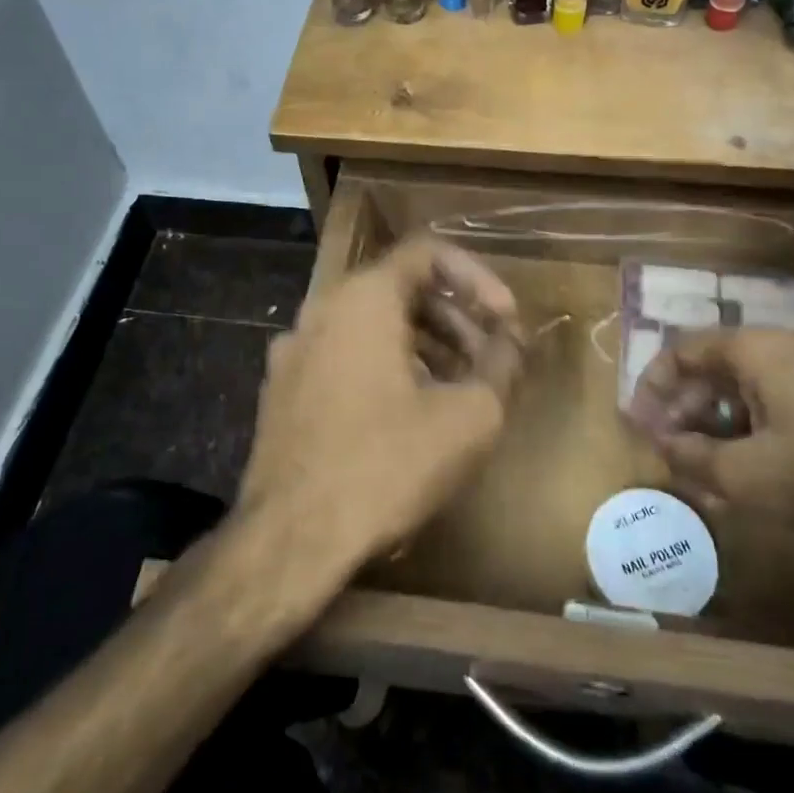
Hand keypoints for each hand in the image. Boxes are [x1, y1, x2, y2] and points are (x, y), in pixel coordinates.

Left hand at [238, 236, 523, 578]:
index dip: (478, 278)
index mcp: (362, 298)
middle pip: (399, 289)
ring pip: (370, 325)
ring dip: (423, 344)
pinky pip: (344, 356)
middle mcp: (320, 310)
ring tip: (459, 388)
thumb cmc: (386, 465)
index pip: (428, 253)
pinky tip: (409, 413)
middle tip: (491, 358)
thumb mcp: (468, 416)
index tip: (506, 320)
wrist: (290, 539)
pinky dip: (385, 366)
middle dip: (455, 317)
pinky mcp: (282, 390)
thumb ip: (501, 364)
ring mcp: (293, 350)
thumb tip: (511, 340)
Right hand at [627, 329, 793, 545]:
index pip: (683, 350)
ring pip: (753, 385)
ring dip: (723, 420)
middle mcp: (788, 345)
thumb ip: (695, 458)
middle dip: (688, 407)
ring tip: (714, 465)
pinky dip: (760, 425)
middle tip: (674, 448)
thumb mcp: (750, 476)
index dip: (654, 386)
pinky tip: (765, 465)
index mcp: (756, 350)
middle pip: (717, 365)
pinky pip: (787, 398)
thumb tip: (664, 444)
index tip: (640, 424)